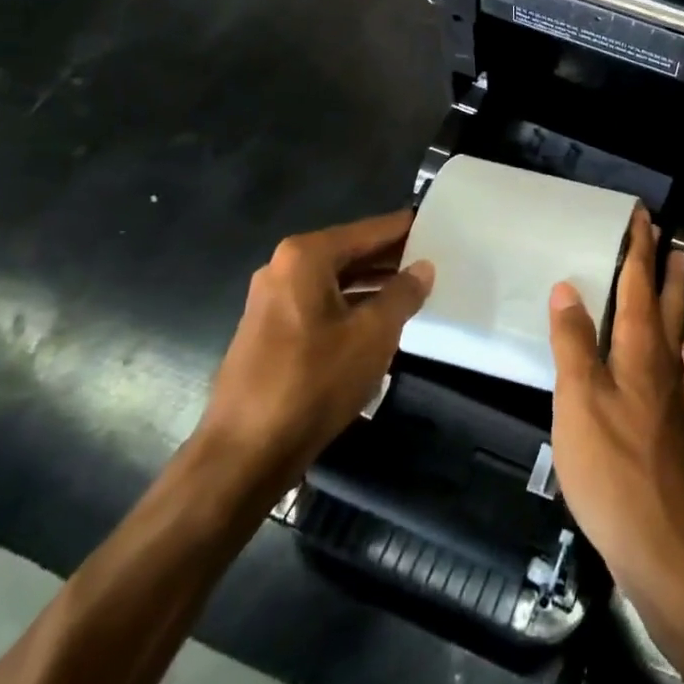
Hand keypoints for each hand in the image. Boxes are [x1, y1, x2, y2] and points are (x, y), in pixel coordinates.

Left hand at [193, 210, 433, 504]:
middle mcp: (283, 268)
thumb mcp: (373, 334)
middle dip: (390, 259)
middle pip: (350, 252)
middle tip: (435, 260)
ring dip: (372, 286)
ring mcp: (271, 301)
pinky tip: (378, 324)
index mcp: (306, 256)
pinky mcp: (268, 333)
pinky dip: (349, 307)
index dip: (406, 230)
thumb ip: (403, 294)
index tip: (439, 227)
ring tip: (414, 292)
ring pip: (335, 281)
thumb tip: (423, 267)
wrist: (244, 455)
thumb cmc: (313, 382)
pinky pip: (319, 305)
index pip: (369, 231)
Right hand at [549, 209, 683, 599]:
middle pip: (667, 302)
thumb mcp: (578, 399)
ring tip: (678, 276)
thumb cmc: (611, 465)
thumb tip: (568, 287)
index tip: (642, 215)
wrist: (660, 542)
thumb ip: (573, 342)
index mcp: (639, 349)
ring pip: (678, 332)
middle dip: (664, 266)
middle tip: (666, 236)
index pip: (640, 284)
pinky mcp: (677, 427)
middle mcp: (663, 363)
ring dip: (677, 299)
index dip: (639, 248)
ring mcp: (675, 396)